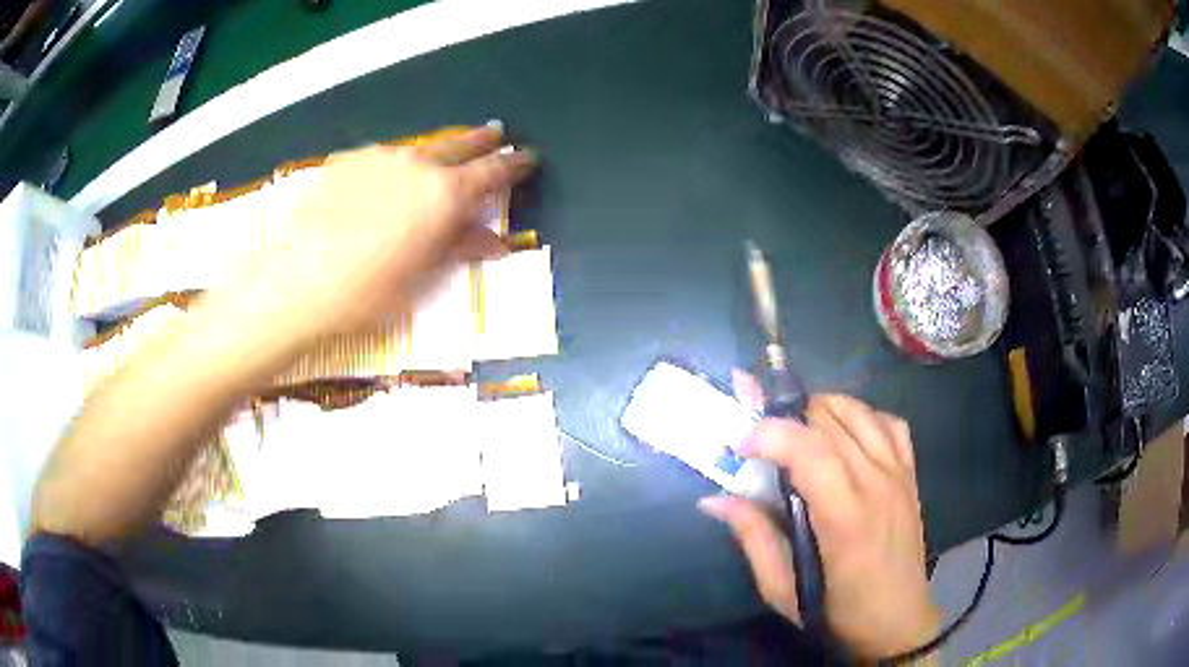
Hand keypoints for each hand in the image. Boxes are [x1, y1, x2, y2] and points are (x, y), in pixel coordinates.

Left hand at [226, 123, 535, 343]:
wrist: (305, 281)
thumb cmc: (372, 290)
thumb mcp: (425, 274)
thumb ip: (462, 246)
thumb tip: (495, 242)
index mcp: (445, 193)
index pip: (492, 172)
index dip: (513, 165)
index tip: (526, 158)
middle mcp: (417, 165)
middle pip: (458, 145)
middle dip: (480, 140)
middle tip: (495, 133)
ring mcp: (380, 158)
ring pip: (418, 148)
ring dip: (435, 151)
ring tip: (440, 156)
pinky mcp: (348, 162)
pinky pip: (380, 157)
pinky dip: (393, 164)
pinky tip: (386, 178)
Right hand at [699, 375, 940, 658]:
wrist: (898, 621)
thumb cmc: (838, 613)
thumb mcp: (783, 589)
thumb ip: (753, 538)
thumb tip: (714, 500)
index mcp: (845, 519)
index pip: (810, 450)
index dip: (770, 433)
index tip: (740, 445)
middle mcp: (876, 484)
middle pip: (830, 420)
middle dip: (787, 418)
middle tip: (761, 442)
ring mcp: (898, 474)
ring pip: (858, 411)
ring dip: (821, 411)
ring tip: (797, 433)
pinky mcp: (910, 474)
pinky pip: (889, 423)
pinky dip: (862, 416)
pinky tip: (844, 436)